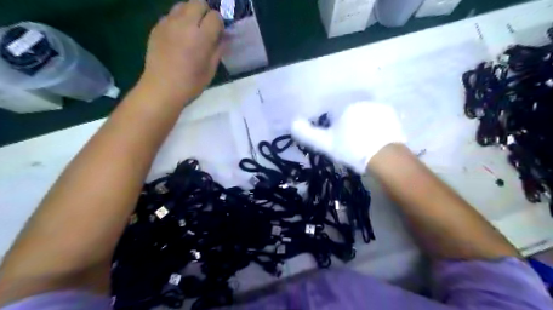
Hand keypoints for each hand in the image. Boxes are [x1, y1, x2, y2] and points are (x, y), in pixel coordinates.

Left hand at [140, 0, 222, 105]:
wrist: (162, 88)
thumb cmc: (190, 83)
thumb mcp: (211, 69)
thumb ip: (218, 50)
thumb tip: (225, 37)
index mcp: (201, 37)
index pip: (215, 16)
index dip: (219, 24)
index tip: (218, 34)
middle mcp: (184, 24)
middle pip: (198, 3)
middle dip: (206, 13)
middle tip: (206, 28)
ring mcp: (168, 23)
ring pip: (183, 5)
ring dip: (191, 13)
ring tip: (192, 30)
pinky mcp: (156, 27)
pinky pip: (170, 15)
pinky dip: (178, 20)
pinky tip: (178, 36)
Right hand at [290, 101, 404, 174]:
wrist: (384, 156)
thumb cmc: (352, 148)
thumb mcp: (325, 143)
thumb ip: (308, 133)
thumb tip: (293, 123)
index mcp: (344, 106)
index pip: (333, 113)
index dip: (334, 128)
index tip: (338, 141)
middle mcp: (360, 101)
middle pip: (349, 113)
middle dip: (348, 125)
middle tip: (350, 144)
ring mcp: (378, 106)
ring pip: (364, 115)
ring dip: (362, 125)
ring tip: (364, 143)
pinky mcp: (390, 114)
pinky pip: (378, 119)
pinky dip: (375, 126)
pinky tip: (375, 139)